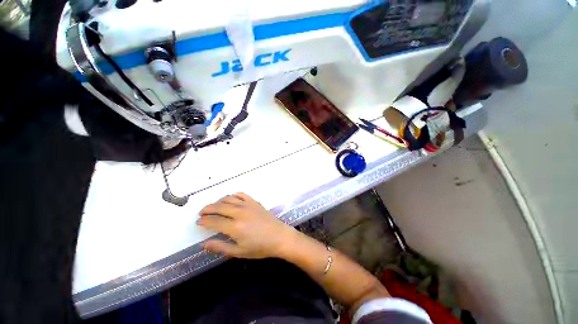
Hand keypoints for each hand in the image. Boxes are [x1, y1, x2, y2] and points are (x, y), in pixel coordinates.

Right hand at [197, 193, 295, 258]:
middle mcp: (240, 213)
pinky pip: (241, 194)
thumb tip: (204, 244)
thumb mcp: (239, 252)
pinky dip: (233, 195)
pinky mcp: (255, 202)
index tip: (198, 222)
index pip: (213, 221)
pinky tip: (230, 199)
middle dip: (207, 209)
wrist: (279, 237)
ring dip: (218, 201)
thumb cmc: (260, 247)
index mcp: (235, 227)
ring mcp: (248, 205)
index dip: (203, 221)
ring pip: (229, 199)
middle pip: (219, 207)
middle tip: (202, 213)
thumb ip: (220, 247)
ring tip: (214, 207)